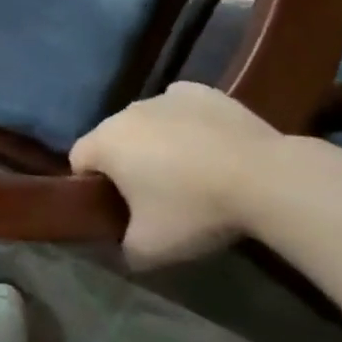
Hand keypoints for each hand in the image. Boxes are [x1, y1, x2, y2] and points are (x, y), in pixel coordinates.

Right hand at [70, 83, 280, 269]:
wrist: (263, 177)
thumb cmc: (194, 210)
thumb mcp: (151, 249)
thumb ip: (123, 249)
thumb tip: (121, 247)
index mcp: (105, 143)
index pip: (78, 160)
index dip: (90, 186)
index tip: (116, 209)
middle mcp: (127, 111)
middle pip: (113, 139)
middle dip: (125, 164)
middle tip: (154, 198)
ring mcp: (164, 96)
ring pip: (147, 122)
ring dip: (156, 143)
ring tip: (189, 174)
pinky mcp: (200, 92)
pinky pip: (180, 108)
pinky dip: (186, 124)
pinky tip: (208, 147)